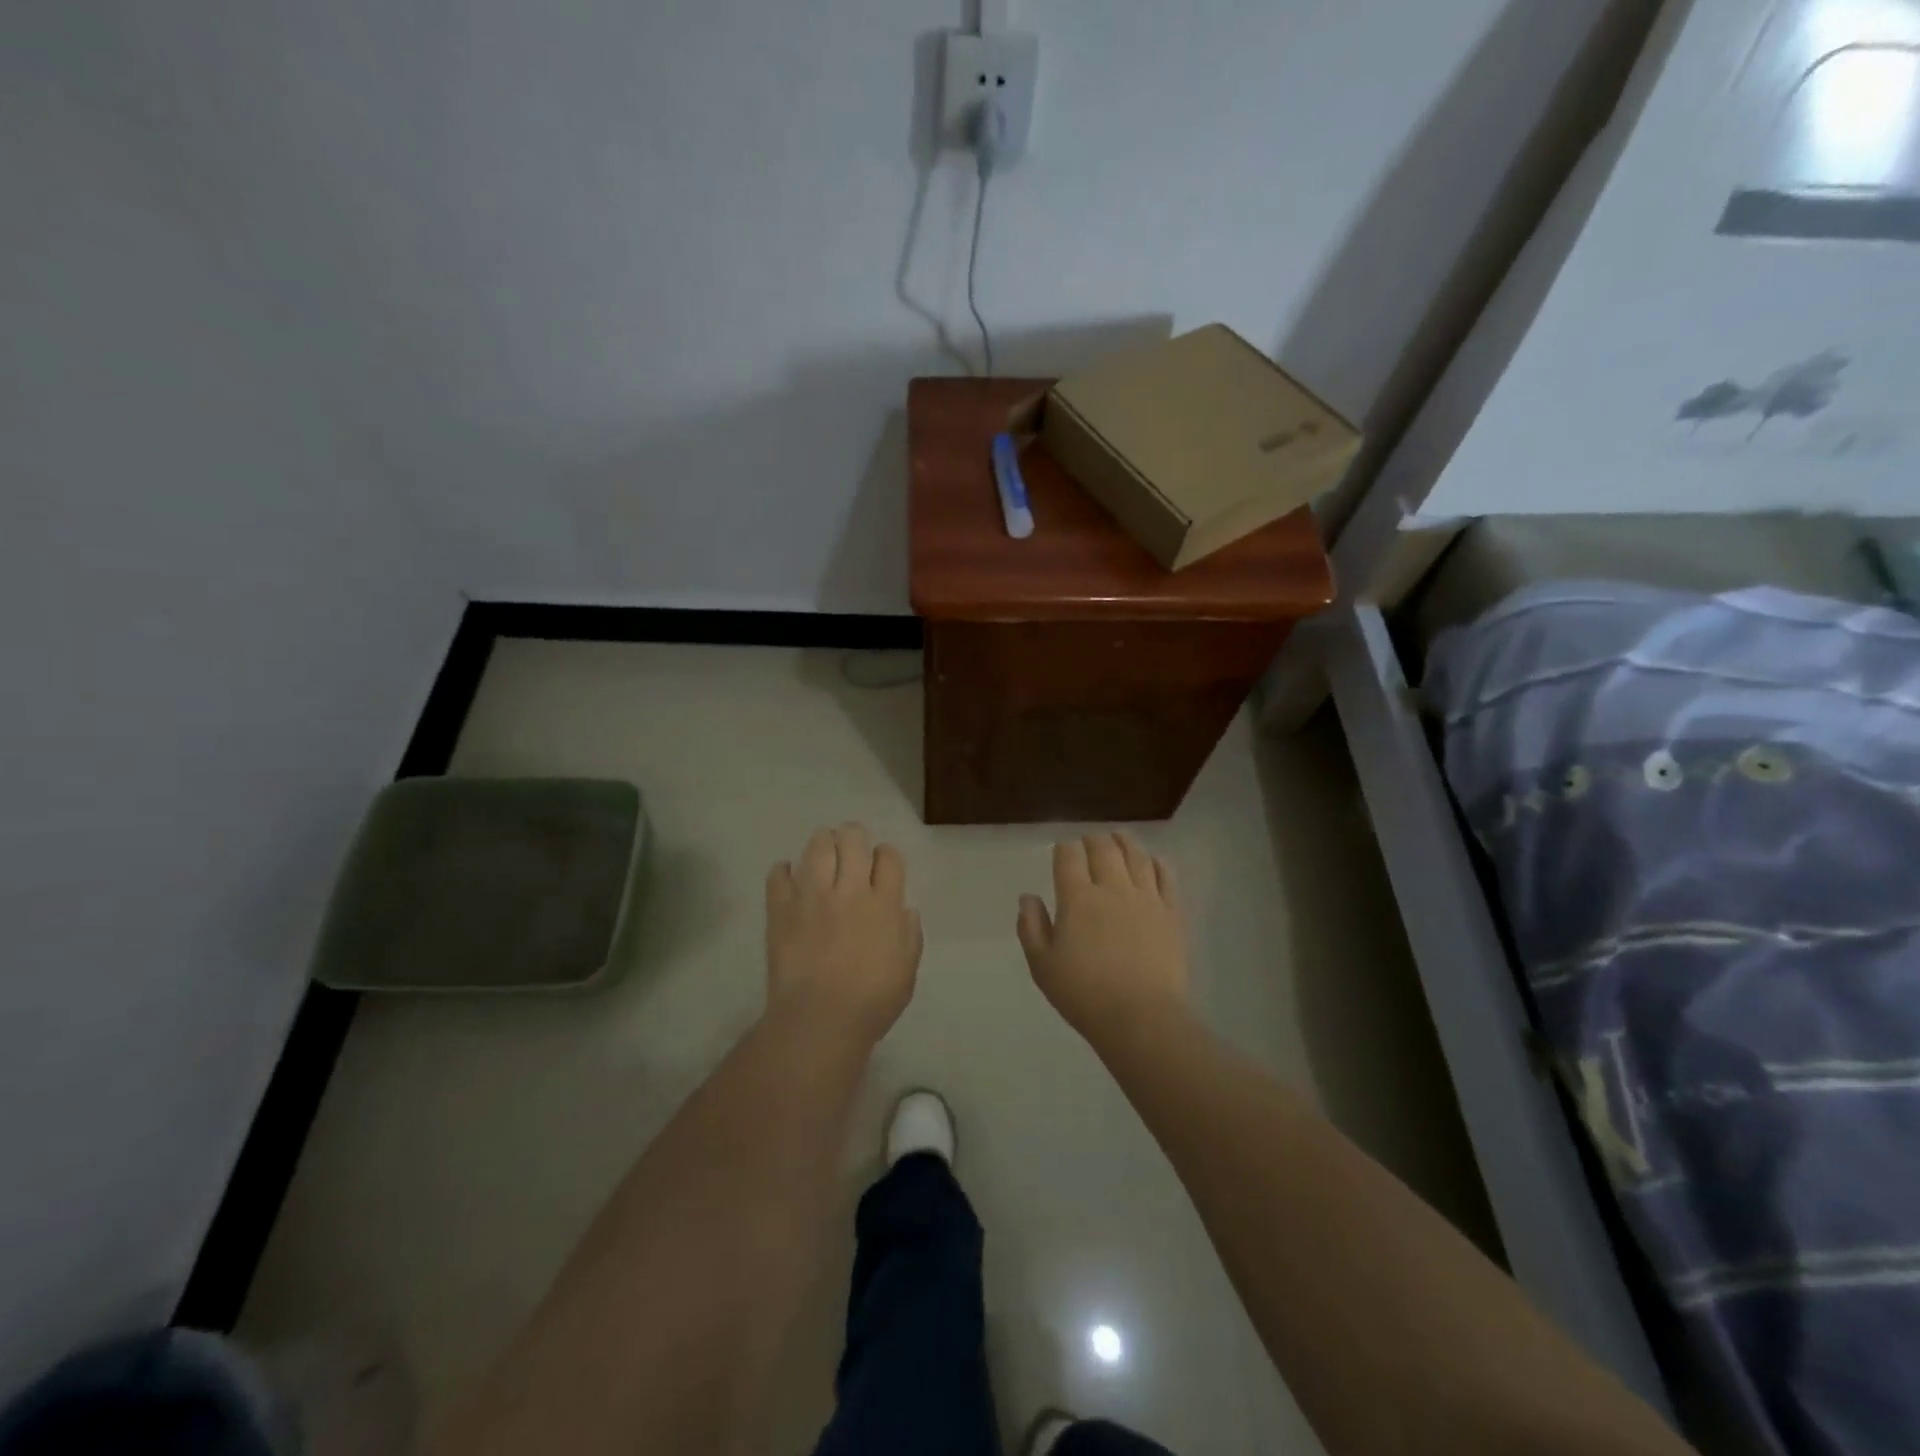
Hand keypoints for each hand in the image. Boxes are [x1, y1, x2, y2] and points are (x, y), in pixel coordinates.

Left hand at [765, 823, 922, 1049]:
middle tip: (850, 850)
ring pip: (817, 846)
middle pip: (852, 839)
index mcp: (884, 905)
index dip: (886, 856)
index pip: (889, 857)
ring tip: (822, 855)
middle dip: (853, 838)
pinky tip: (788, 877)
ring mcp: (812, 896)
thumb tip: (905, 909)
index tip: (881, 866)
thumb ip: (910, 936)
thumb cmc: (871, 1003)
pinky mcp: (781, 909)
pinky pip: (778, 874)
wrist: (819, 1021)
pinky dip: (783, 871)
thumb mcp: (906, 972)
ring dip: (822, 844)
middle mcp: (849, 891)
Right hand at [1017, 832, 1190, 1042]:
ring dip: (1124, 841)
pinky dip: (1157, 862)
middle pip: (1103, 849)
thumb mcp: (1043, 966)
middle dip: (1093, 840)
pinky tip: (1153, 860)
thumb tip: (1027, 897)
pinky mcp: (1172, 913)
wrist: (1141, 1017)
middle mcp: (1112, 888)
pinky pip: (1166, 876)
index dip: (1064, 848)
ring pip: (1136, 855)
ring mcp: (1146, 897)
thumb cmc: (1085, 995)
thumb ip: (1032, 927)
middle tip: (1089, 842)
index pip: (1069, 856)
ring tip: (1119, 837)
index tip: (1062, 851)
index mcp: (1077, 898)